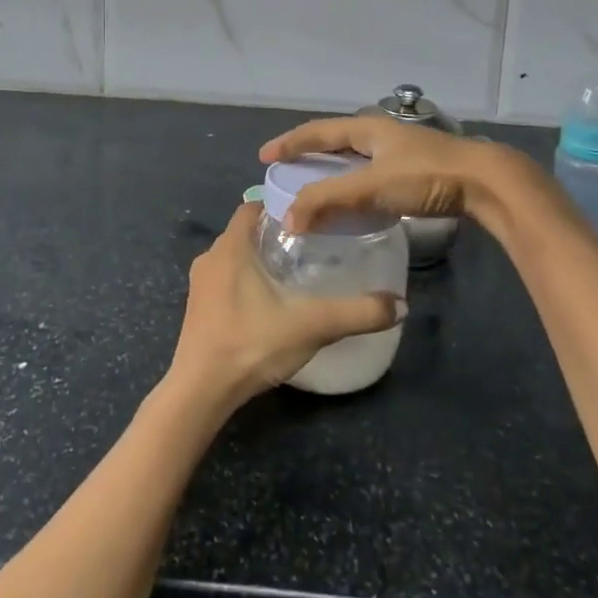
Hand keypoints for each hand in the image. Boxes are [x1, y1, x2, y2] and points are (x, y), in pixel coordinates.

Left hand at [167, 201, 405, 407]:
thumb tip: (400, 305)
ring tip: (294, 270)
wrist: (200, 392)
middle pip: (245, 231)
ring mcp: (199, 284)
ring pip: (234, 257)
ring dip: (259, 258)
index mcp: (231, 247)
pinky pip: (224, 279)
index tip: (310, 213)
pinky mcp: (197, 308)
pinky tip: (268, 301)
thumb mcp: (311, 326)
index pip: (253, 206)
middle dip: (275, 233)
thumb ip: (356, 313)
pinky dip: (245, 280)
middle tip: (312, 243)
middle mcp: (210, 257)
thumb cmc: (251, 344)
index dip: (279, 205)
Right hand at [260, 114, 546, 236]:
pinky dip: (352, 185)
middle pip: (335, 141)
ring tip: (313, 187)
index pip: (318, 131)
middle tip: (286, 171)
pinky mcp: (415, 169)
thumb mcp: (372, 187)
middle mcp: (381, 134)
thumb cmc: (426, 176)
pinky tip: (353, 201)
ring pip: (355, 158)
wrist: (486, 182)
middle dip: (309, 154)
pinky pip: (370, 174)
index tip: (265, 156)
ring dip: (331, 171)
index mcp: (367, 128)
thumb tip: (289, 220)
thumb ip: (329, 200)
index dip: (290, 143)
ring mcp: (400, 151)